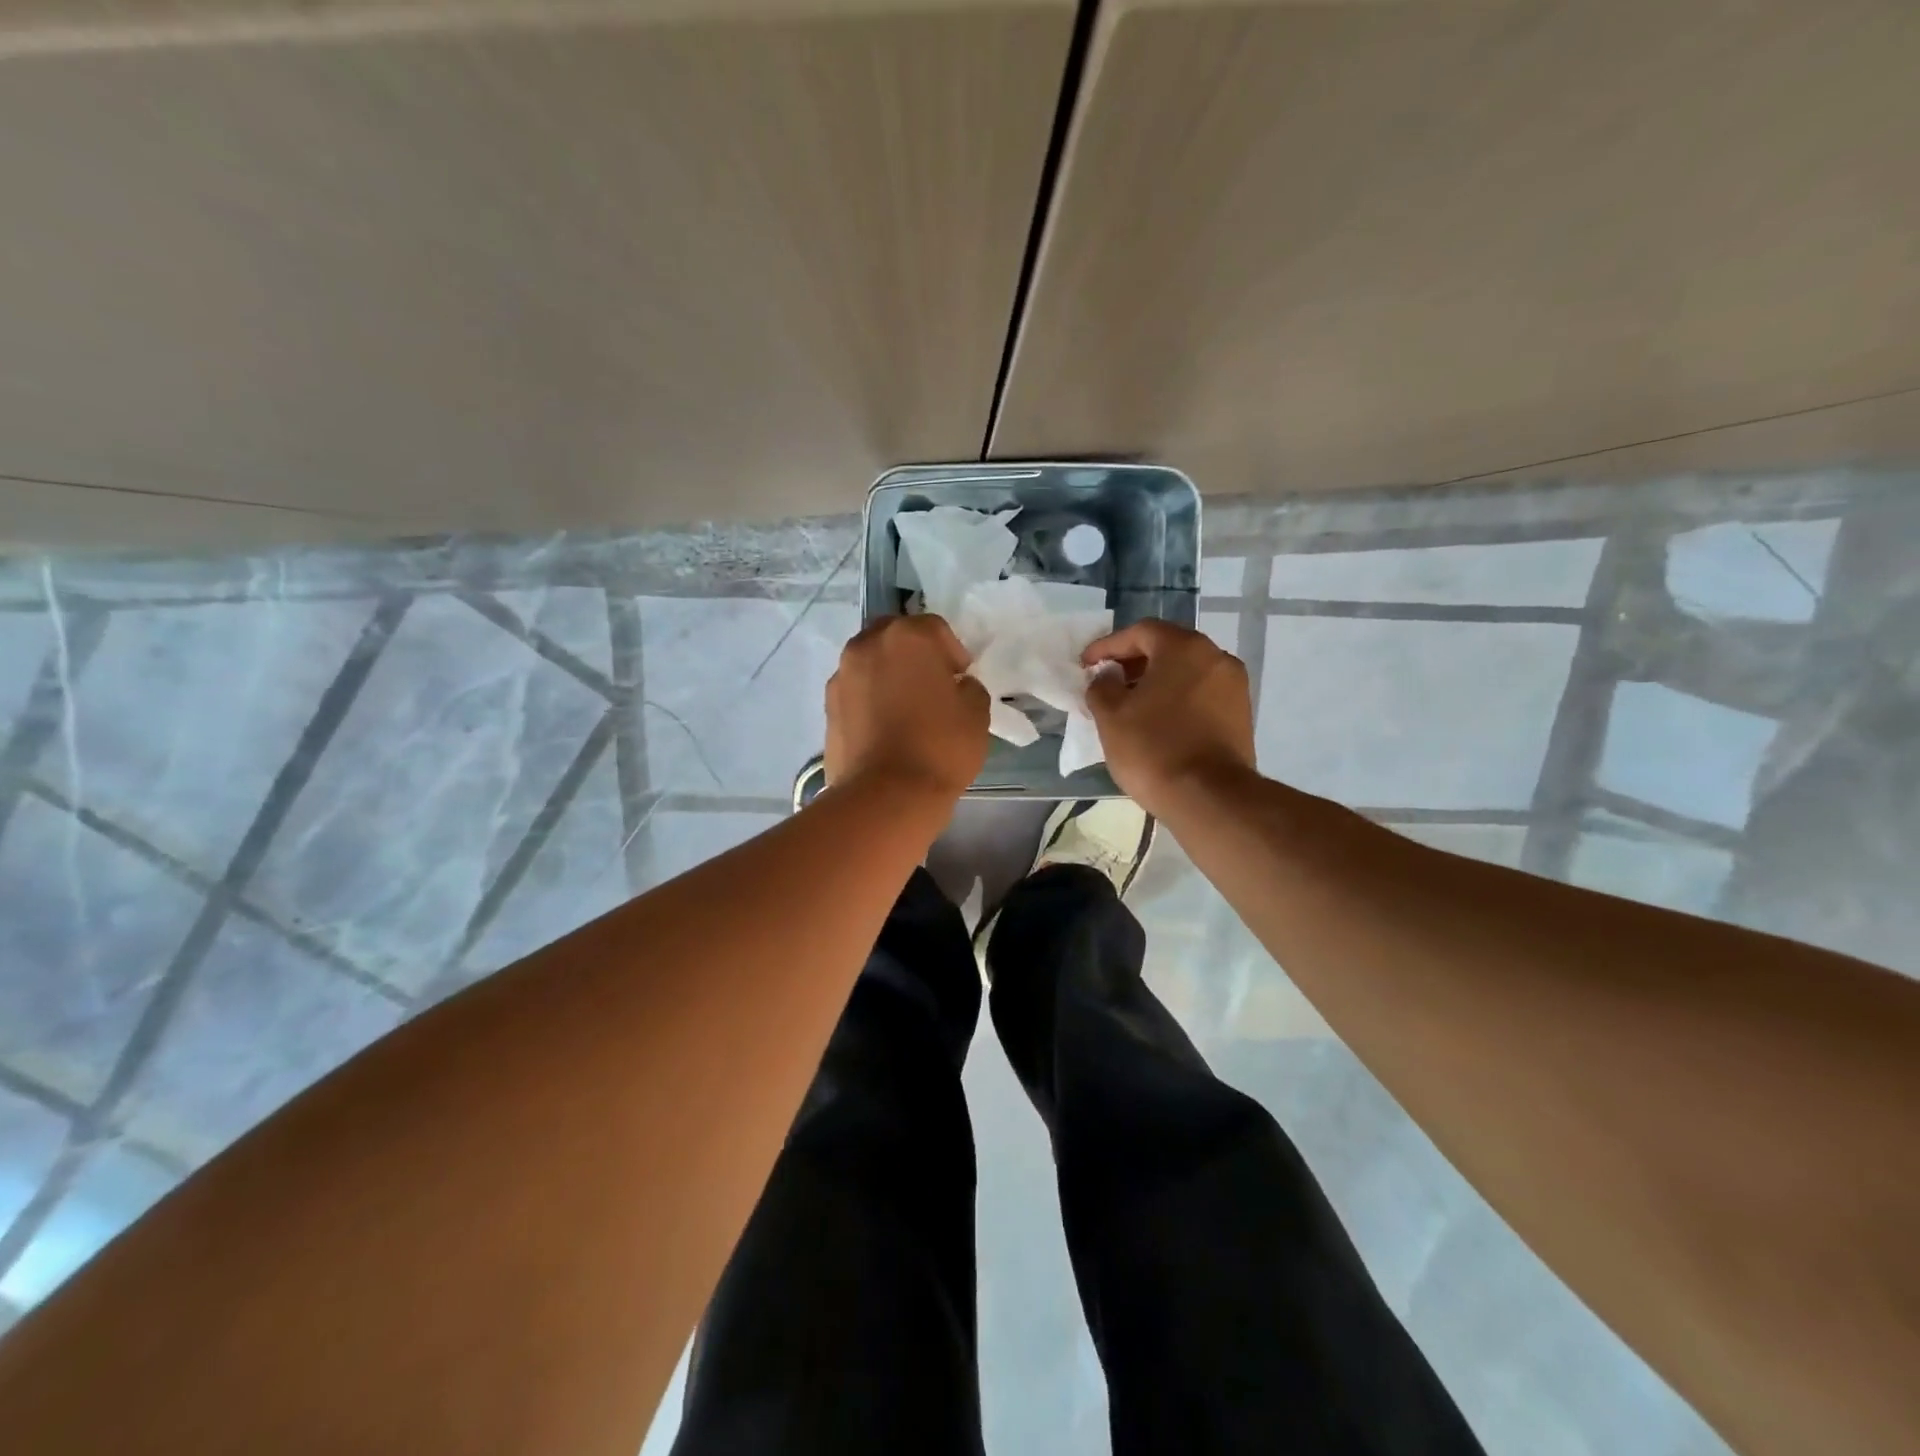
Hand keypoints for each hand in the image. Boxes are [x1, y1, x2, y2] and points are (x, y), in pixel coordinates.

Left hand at [825, 614, 989, 801]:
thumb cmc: (940, 747)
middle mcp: (868, 645)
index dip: (953, 652)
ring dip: (888, 673)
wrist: (886, 796)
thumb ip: (968, 687)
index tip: (960, 679)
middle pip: (895, 636)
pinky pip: (856, 689)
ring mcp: (842, 674)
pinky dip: (869, 698)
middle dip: (914, 654)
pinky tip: (884, 726)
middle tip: (930, 686)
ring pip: (870, 661)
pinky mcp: (828, 705)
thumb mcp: (977, 713)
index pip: (935, 628)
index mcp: (908, 637)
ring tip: (904, 708)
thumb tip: (955, 686)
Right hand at [1083, 619, 1256, 815]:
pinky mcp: (1241, 715)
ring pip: (1187, 672)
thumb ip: (1102, 686)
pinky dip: (1177, 699)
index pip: (1140, 632)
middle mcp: (1216, 657)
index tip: (1086, 665)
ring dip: (1157, 682)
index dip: (1108, 646)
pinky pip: (1201, 695)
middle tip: (1108, 682)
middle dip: (1134, 662)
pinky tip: (1158, 722)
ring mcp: (1234, 686)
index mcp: (1184, 647)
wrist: (1209, 797)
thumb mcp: (1111, 715)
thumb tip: (1108, 677)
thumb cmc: (1153, 748)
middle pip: (1168, 648)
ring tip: (1130, 705)